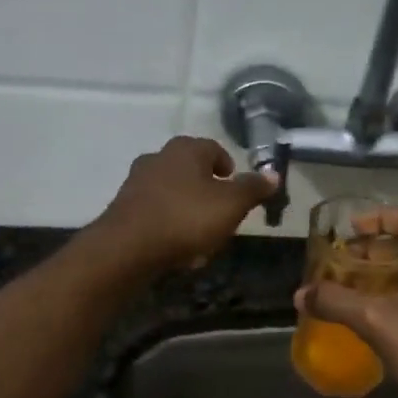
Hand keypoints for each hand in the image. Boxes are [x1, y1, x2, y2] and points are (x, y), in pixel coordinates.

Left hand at [92, 136, 276, 273]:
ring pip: (172, 191)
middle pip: (191, 169)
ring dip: (187, 208)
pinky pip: (155, 211)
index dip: (228, 166)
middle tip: (221, 212)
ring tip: (200, 236)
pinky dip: (168, 223)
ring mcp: (137, 181)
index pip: (214, 149)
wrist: (126, 248)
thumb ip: (253, 188)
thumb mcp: (231, 205)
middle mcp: (159, 157)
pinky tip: (176, 247)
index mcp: (186, 149)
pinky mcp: (123, 207)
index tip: (236, 187)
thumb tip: (273, 173)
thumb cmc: (186, 218)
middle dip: (207, 190)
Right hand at [293, 211, 397, 397]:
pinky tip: (370, 315)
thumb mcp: (375, 319)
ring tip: (351, 284)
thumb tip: (300, 294)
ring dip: (384, 275)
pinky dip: (395, 298)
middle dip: (377, 250)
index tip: (353, 228)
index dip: (383, 218)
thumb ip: (336, 301)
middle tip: (344, 259)